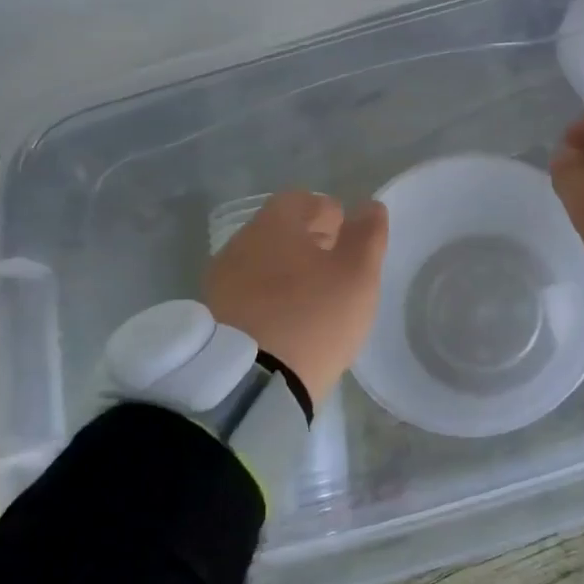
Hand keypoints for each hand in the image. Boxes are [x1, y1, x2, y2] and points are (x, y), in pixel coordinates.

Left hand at [203, 191, 388, 407]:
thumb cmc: (313, 317)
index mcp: (274, 224)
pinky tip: (288, 322)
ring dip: (288, 272)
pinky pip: (248, 294)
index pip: (301, 200)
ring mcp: (221, 281)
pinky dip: (270, 298)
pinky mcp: (213, 317)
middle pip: (279, 231)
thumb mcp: (358, 275)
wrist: (250, 384)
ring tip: (314, 299)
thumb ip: (368, 236)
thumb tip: (370, 207)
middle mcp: (241, 244)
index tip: (347, 237)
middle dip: (308, 242)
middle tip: (336, 268)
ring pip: (262, 263)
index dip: (328, 214)